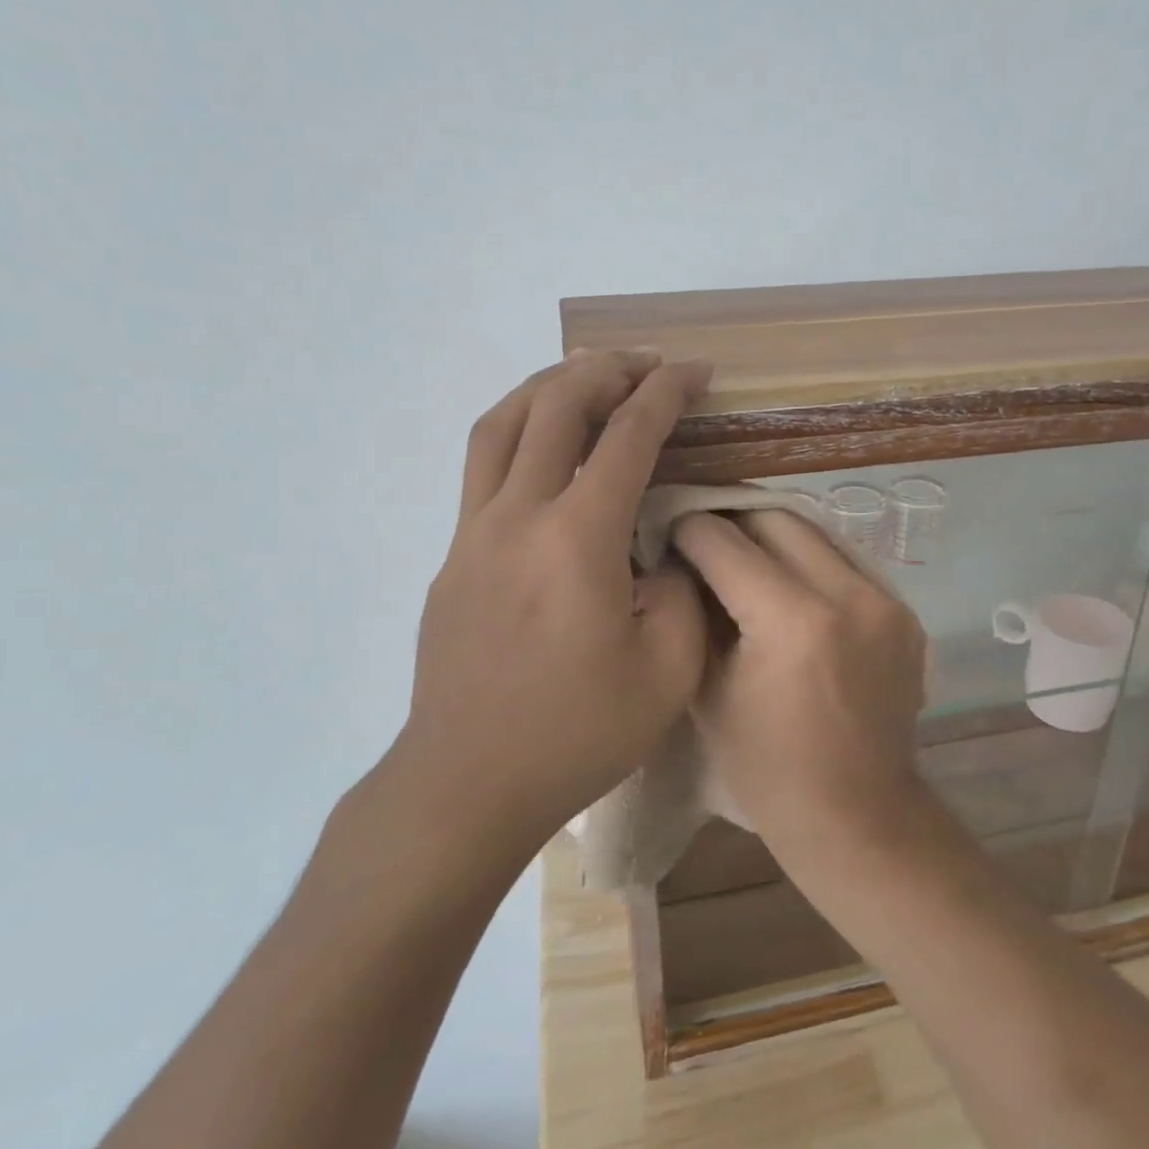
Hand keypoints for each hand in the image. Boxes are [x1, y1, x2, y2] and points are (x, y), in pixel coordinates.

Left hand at [391, 350, 712, 855]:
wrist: (465, 783)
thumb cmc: (574, 734)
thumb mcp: (666, 673)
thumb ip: (680, 593)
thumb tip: (662, 552)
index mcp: (577, 539)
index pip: (627, 436)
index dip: (666, 392)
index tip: (695, 372)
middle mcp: (518, 516)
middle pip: (554, 405)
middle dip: (605, 369)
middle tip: (645, 365)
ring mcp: (473, 533)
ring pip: (502, 423)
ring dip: (548, 385)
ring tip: (587, 377)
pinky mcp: (453, 556)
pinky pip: (483, 465)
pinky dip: (519, 430)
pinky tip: (545, 448)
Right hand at [671, 509, 927, 845]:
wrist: (857, 816)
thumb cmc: (767, 770)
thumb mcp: (708, 691)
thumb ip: (695, 615)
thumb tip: (681, 563)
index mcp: (792, 621)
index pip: (726, 543)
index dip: (688, 530)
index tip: (669, 531)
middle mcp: (847, 595)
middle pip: (776, 519)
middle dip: (733, 520)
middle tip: (705, 537)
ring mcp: (885, 600)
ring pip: (817, 532)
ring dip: (774, 536)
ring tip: (744, 554)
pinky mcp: (905, 613)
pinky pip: (847, 563)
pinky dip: (811, 563)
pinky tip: (790, 586)